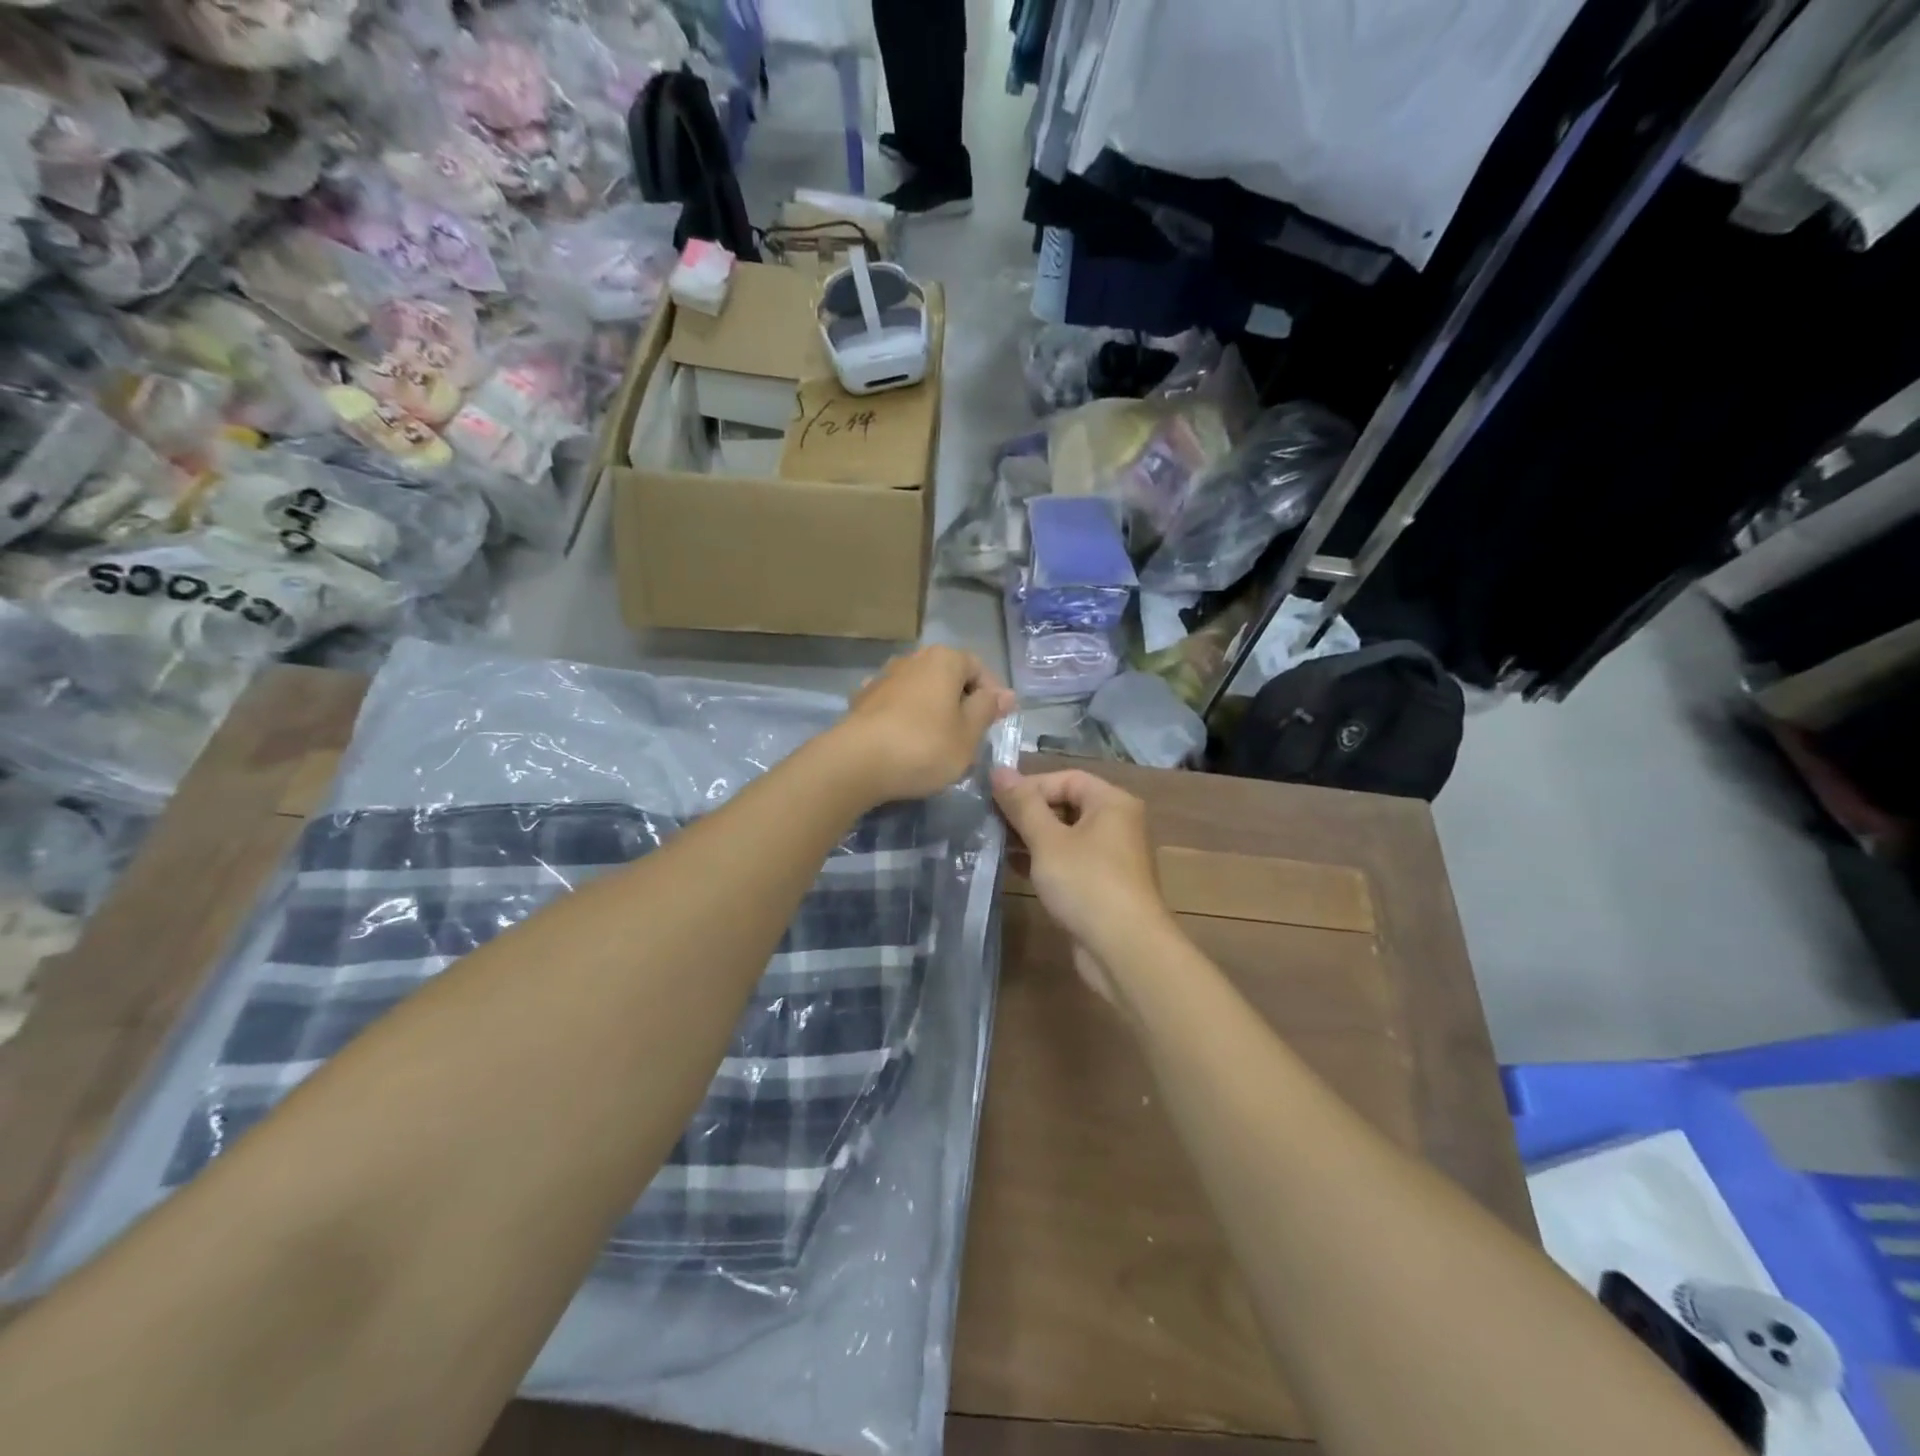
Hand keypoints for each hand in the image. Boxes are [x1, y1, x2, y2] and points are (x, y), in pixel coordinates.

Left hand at [832, 646, 1014, 804]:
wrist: (856, 763)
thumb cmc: (924, 746)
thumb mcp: (968, 734)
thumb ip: (987, 709)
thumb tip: (1005, 694)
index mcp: (944, 660)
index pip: (978, 668)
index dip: (992, 695)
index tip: (996, 723)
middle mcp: (912, 659)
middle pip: (947, 677)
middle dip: (961, 702)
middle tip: (969, 736)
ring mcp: (883, 677)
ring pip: (920, 690)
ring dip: (932, 710)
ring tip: (938, 742)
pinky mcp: (862, 700)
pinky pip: (895, 705)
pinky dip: (905, 718)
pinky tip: (905, 741)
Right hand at [991, 767, 1172, 973]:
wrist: (1125, 950)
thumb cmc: (1087, 884)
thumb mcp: (1048, 841)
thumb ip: (1022, 804)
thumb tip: (998, 770)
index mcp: (1112, 803)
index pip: (1066, 779)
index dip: (1030, 786)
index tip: (997, 802)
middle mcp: (1117, 824)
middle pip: (1066, 805)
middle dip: (1028, 813)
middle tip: (992, 823)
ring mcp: (1111, 857)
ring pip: (1065, 835)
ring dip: (1032, 838)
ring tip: (996, 844)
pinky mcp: (1102, 885)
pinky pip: (1069, 861)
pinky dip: (1044, 861)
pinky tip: (1014, 867)